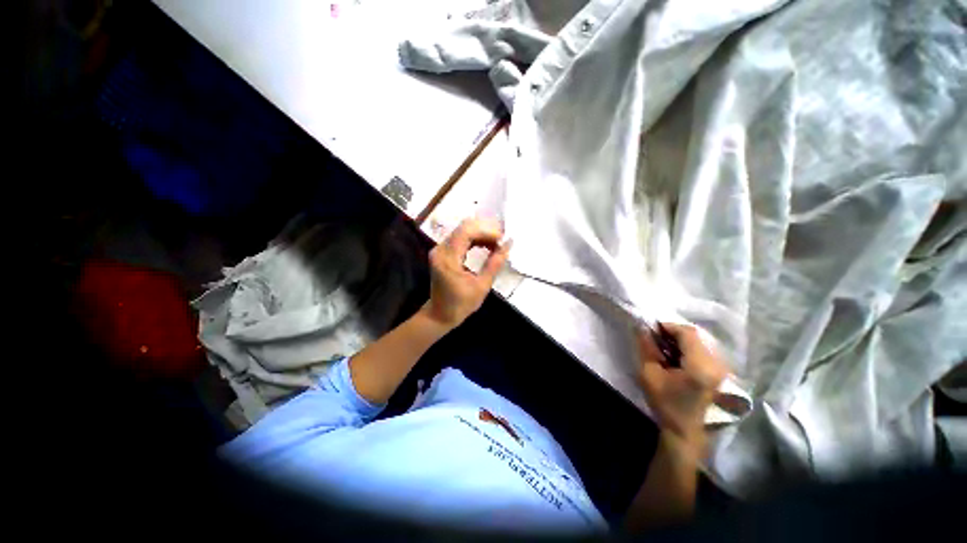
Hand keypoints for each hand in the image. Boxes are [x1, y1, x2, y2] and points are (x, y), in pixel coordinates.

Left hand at [420, 218, 510, 330]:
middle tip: (501, 240)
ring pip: (462, 231)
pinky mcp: (442, 252)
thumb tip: (508, 244)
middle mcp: (440, 249)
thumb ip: (494, 263)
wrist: (439, 314)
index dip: (486, 231)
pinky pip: (459, 238)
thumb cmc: (461, 304)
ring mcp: (439, 249)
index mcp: (448, 258)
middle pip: (464, 228)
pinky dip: (474, 239)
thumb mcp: (482, 286)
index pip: (466, 232)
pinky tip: (486, 246)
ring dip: (481, 234)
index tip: (502, 239)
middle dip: (485, 230)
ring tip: (496, 244)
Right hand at [637, 323, 727, 450]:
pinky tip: (677, 356)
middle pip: (696, 335)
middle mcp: (717, 365)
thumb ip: (646, 348)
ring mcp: (722, 370)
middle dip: (674, 332)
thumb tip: (641, 327)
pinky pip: (705, 351)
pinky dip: (689, 348)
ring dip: (682, 340)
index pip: (687, 333)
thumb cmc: (666, 404)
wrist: (685, 432)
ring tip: (665, 346)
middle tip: (656, 337)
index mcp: (700, 366)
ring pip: (701, 342)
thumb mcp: (649, 375)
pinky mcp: (720, 374)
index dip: (668, 326)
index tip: (651, 329)